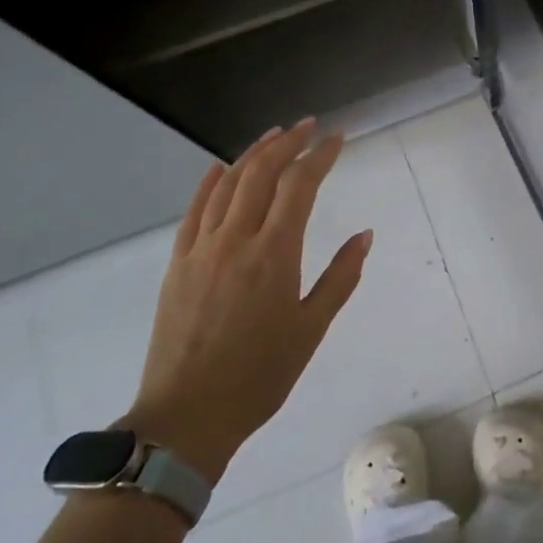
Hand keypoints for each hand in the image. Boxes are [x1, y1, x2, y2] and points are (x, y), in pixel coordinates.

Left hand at [123, 119, 372, 480]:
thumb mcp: (312, 329)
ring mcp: (201, 249)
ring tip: (274, 136)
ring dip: (253, 154)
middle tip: (308, 126)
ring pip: (227, 185)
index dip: (320, 156)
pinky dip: (209, 183)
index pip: (300, 186)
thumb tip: (365, 235)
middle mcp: (236, 240)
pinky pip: (194, 211)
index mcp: (274, 254)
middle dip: (287, 143)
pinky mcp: (177, 264)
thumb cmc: (260, 376)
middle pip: (261, 173)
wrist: (187, 416)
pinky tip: (219, 168)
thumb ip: (341, 277)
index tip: (337, 138)